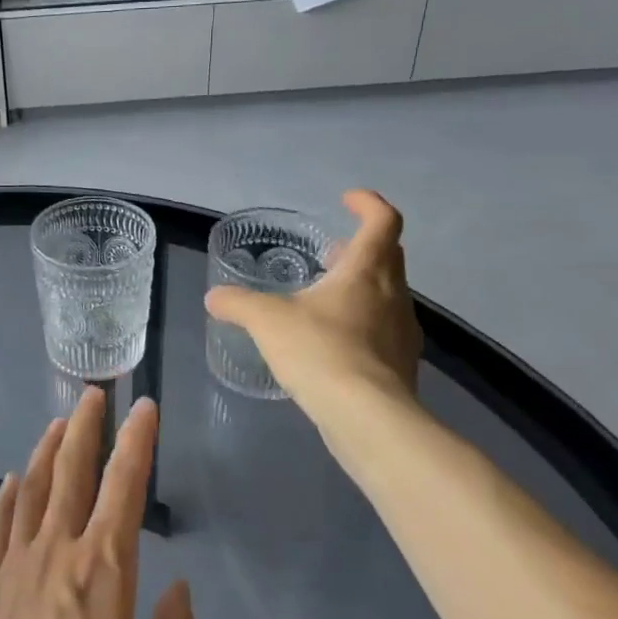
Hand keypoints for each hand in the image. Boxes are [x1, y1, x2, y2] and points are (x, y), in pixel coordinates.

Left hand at [0, 390, 196, 618]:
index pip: (125, 486)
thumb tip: (178, 586)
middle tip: (94, 393)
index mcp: (104, 568)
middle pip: (73, 470)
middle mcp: (58, 549)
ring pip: (33, 487)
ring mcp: (16, 562)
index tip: (144, 406)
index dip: (137, 441)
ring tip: (58, 422)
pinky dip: (8, 495)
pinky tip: (13, 479)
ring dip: (47, 449)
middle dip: (86, 426)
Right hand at [205, 191, 422, 418]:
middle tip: (329, 251)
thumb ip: (238, 303)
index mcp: (366, 271)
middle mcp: (393, 294)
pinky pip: (383, 329)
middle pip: (388, 255)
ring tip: (324, 298)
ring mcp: (403, 332)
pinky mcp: (401, 365)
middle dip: (360, 246)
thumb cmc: (320, 351)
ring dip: (361, 286)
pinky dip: (361, 323)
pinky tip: (331, 342)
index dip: (368, 204)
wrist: (367, 418)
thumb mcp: (266, 320)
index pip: (382, 221)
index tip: (346, 200)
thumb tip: (214, 297)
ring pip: (387, 294)